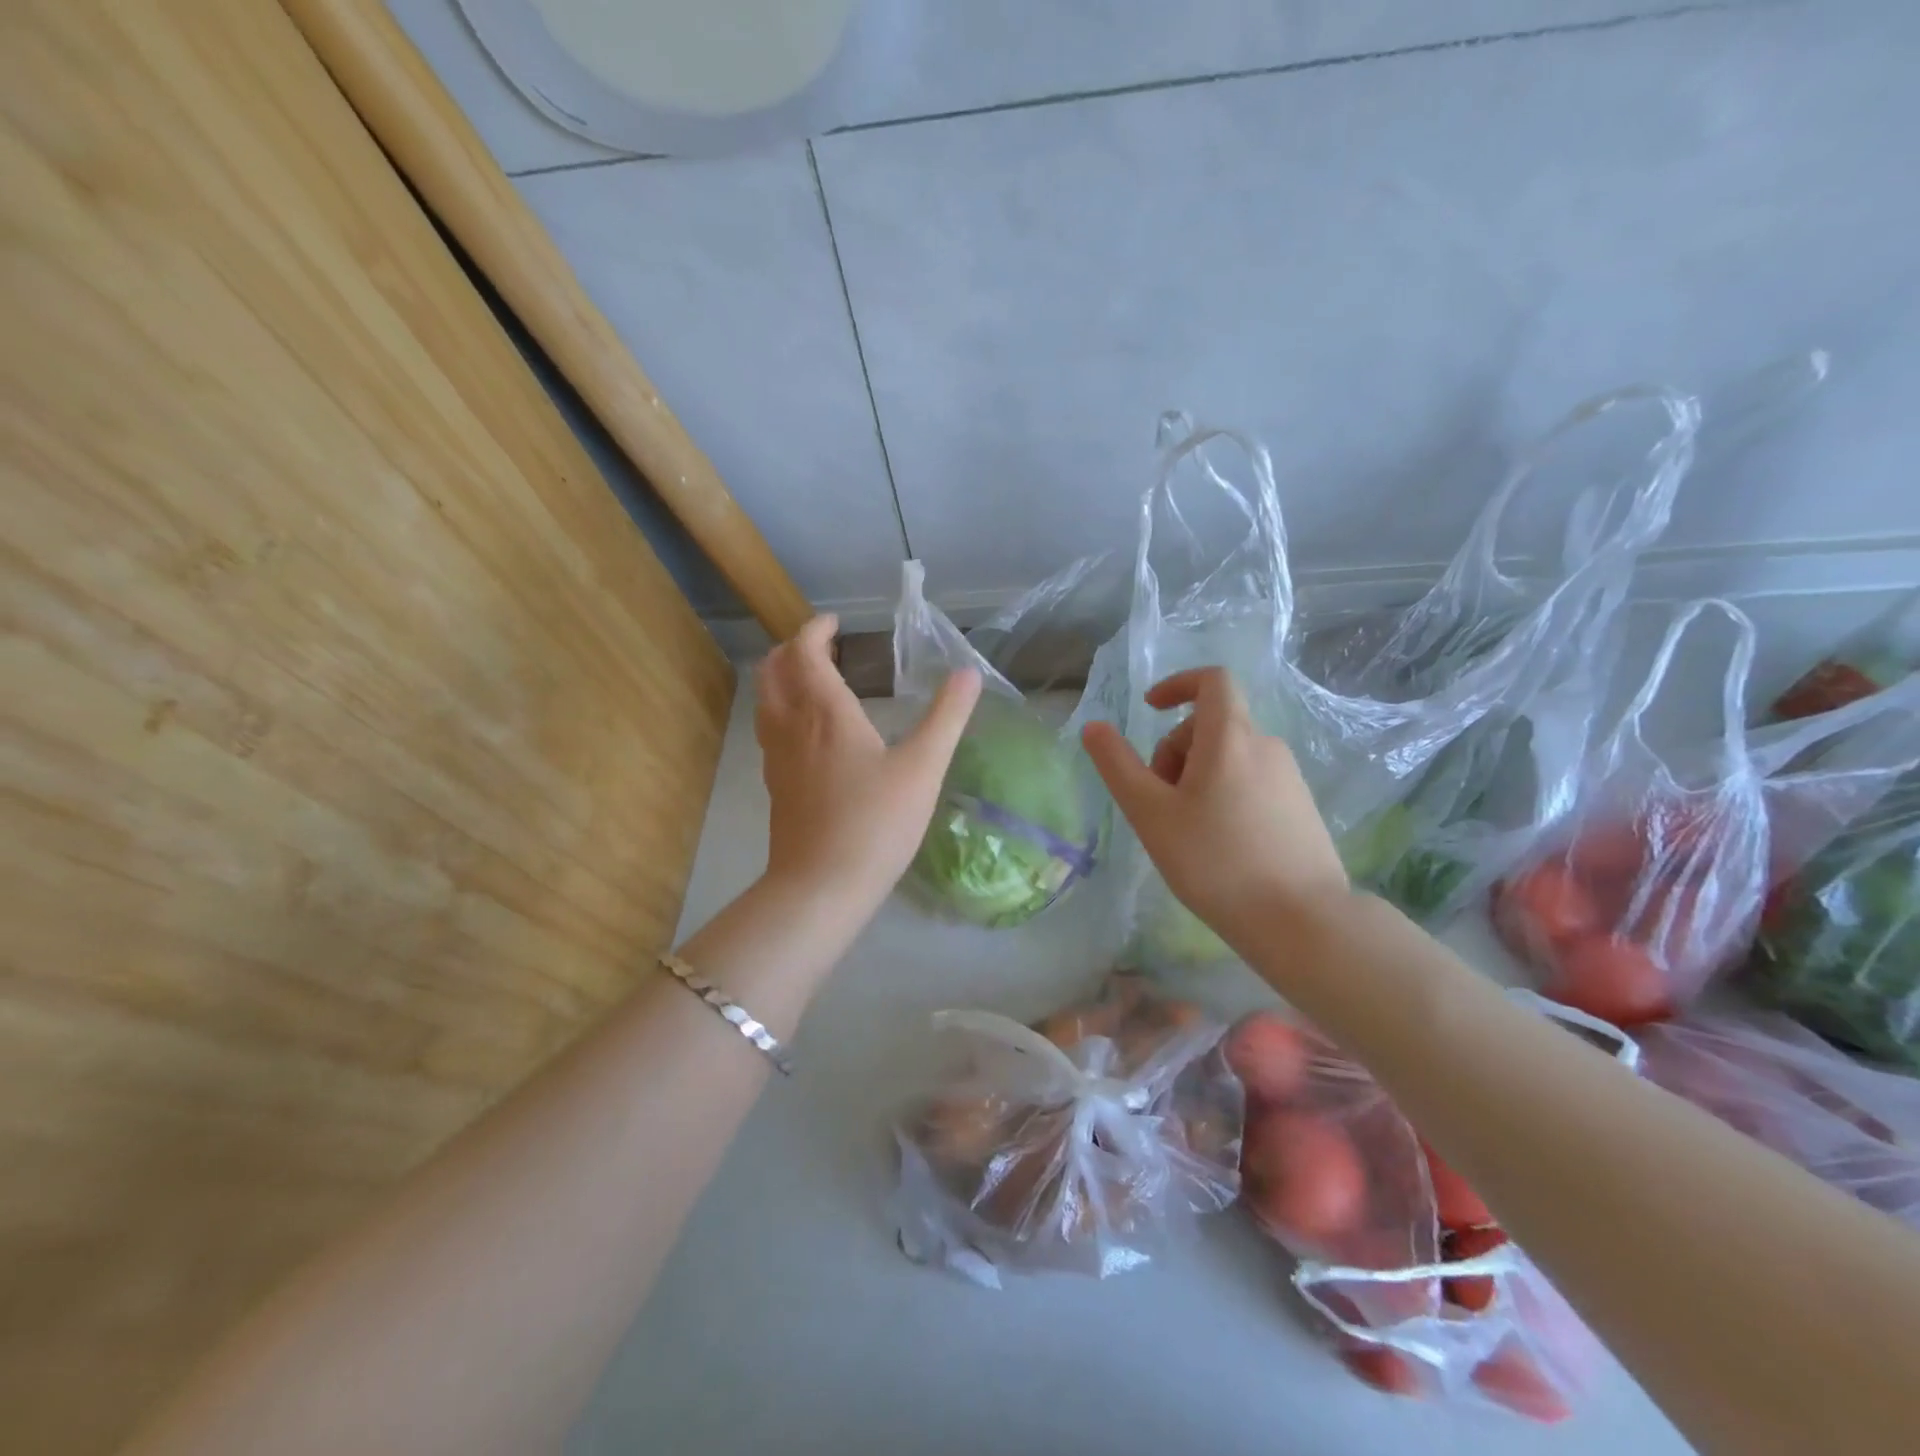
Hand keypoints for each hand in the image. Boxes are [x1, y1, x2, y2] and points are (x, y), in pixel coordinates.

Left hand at [756, 615, 982, 910]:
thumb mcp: (923, 767)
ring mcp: (777, 758)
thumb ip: (947, 717)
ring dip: (783, 679)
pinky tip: (809, 734)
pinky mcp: (776, 786)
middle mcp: (792, 726)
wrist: (822, 886)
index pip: (804, 652)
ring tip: (813, 681)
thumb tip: (968, 673)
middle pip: (774, 672)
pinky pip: (770, 731)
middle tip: (822, 647)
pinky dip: (783, 711)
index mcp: (825, 712)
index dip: (814, 630)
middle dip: (792, 650)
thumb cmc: (876, 822)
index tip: (834, 623)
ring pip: (766, 702)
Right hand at [1080, 667, 1346, 944]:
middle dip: (1175, 751)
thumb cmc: (1215, 861)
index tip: (1149, 710)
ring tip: (1184, 829)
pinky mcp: (1300, 808)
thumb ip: (1118, 766)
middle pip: (1211, 725)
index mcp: (1231, 737)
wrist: (1301, 920)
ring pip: (1230, 757)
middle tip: (1158, 802)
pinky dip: (1224, 793)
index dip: (1177, 685)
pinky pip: (1252, 781)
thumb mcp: (1151, 813)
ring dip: (1197, 776)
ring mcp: (1289, 778)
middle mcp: (1266, 746)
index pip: (1212, 680)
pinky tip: (1218, 845)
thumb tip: (1095, 727)